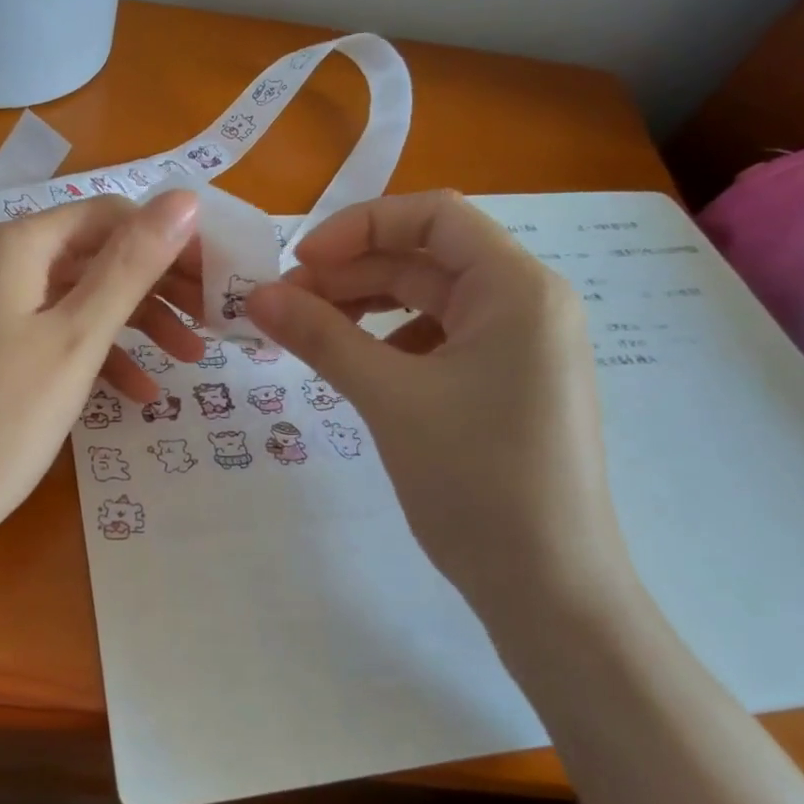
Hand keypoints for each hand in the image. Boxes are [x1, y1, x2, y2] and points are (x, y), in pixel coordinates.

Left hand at [0, 191, 203, 549]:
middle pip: (94, 254)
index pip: (109, 215)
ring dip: (136, 324)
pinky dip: (97, 355)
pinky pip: (54, 335)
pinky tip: (139, 393)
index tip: (217, 278)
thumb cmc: (2, 418)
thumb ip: (131, 266)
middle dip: (157, 285)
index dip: (167, 239)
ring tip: (191, 359)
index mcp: (15, 245)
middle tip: (213, 319)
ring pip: (78, 298)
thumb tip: (184, 199)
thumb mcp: (77, 338)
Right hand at [247, 190, 633, 613]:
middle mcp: (526, 304)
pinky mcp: (507, 385)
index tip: (300, 263)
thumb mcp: (388, 397)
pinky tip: (359, 369)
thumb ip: (320, 336)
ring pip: (429, 300)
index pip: (433, 215)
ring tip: (312, 334)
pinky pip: (439, 340)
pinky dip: (391, 342)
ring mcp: (520, 347)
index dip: (358, 226)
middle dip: (352, 273)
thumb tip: (255, 296)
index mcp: (516, 288)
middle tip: (286, 306)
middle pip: (425, 258)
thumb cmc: (475, 480)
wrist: (549, 588)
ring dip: (366, 307)